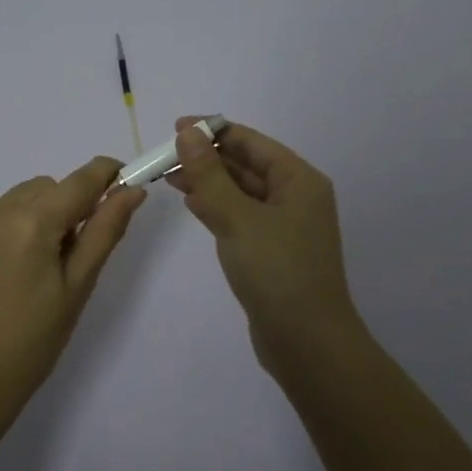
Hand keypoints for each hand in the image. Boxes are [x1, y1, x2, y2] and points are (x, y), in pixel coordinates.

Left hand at [0, 157, 146, 405]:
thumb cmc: (38, 338)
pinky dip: (1, 235)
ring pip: (13, 201)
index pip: (78, 181)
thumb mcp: (79, 284)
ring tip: (31, 266)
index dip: (105, 174)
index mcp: (32, 224)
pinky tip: (0, 274)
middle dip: (64, 206)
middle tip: (69, 250)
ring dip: (31, 217)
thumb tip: (132, 191)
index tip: (122, 179)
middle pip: (44, 187)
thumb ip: (105, 230)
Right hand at [167, 116, 362, 377]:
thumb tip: (188, 133)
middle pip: (246, 164)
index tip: (175, 128)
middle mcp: (295, 197)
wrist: (307, 343)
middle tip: (164, 155)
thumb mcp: (238, 217)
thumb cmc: (277, 271)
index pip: (251, 142)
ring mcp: (284, 226)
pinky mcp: (271, 251)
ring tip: (169, 176)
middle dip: (207, 157)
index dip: (213, 131)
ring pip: (240, 192)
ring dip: (208, 181)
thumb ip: (210, 174)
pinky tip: (191, 203)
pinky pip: (240, 216)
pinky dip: (216, 207)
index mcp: (299, 180)